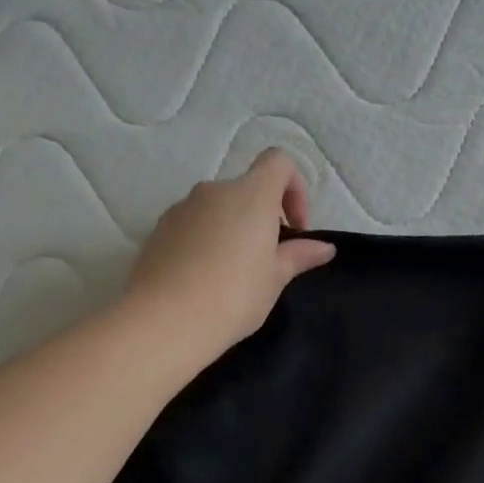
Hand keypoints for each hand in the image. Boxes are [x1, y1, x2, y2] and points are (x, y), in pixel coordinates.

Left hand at [122, 149, 336, 366]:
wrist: (165, 320)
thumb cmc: (234, 296)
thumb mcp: (275, 278)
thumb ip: (299, 255)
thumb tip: (324, 247)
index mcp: (251, 195)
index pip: (278, 162)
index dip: (295, 188)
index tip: (295, 229)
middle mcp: (214, 191)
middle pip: (246, 189)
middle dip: (262, 217)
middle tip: (268, 260)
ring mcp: (182, 208)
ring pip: (217, 208)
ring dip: (233, 230)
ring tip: (233, 273)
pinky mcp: (158, 229)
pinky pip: (192, 225)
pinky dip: (205, 241)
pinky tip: (205, 279)